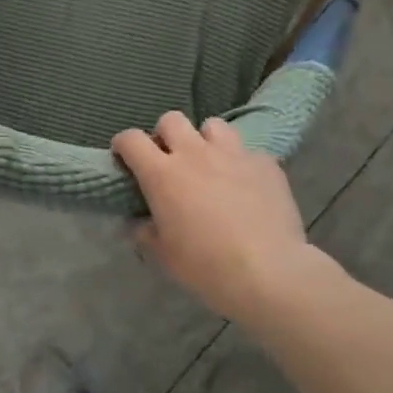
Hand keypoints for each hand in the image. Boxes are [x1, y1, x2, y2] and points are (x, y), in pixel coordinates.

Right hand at [111, 113, 322, 323]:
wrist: (269, 272)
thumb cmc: (207, 266)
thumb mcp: (164, 256)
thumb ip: (145, 233)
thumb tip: (137, 223)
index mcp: (162, 173)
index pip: (131, 139)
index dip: (123, 144)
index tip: (124, 157)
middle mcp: (195, 153)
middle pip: (171, 120)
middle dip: (165, 135)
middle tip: (170, 160)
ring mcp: (233, 154)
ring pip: (212, 126)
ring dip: (205, 141)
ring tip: (211, 164)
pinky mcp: (265, 163)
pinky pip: (248, 152)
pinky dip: (242, 164)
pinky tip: (247, 186)